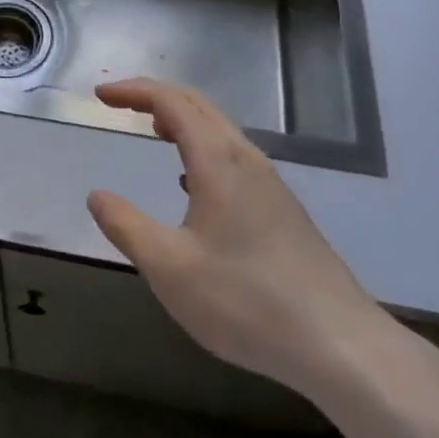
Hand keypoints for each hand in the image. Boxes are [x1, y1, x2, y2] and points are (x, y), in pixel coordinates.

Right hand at [87, 78, 385, 394]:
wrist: (341, 346)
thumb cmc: (247, 302)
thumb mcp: (170, 269)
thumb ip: (127, 226)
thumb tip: (97, 195)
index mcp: (217, 160)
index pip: (170, 101)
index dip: (133, 91)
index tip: (101, 95)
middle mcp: (245, 159)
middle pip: (197, 105)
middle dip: (155, 96)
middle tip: (120, 104)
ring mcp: (270, 184)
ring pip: (219, 130)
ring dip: (182, 120)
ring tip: (154, 132)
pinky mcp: (283, 210)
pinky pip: (233, 156)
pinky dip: (201, 148)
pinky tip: (192, 185)